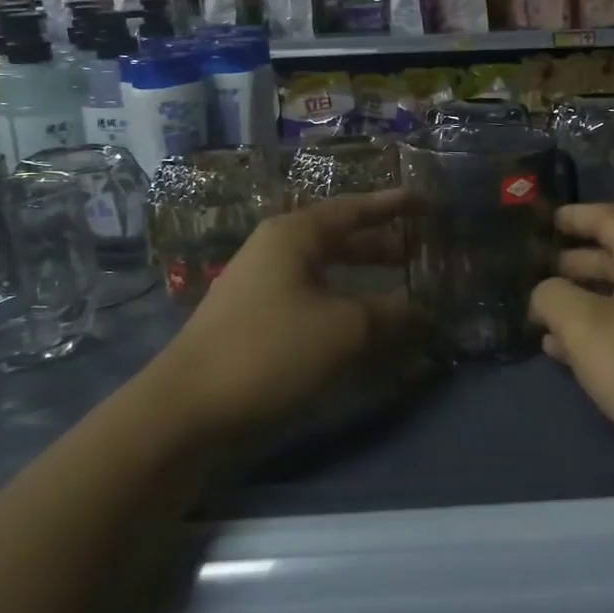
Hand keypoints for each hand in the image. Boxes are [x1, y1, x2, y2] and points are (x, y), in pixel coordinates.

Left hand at [159, 190, 411, 439]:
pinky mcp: (258, 326)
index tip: (425, 202)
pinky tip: (367, 336)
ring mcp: (263, 291)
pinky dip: (343, 314)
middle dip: (381, 248)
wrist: (188, 411)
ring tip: (402, 296)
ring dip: (364, 285)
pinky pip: (313, 307)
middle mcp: (277, 254)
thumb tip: (423, 310)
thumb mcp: (343, 329)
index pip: (352, 209)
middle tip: (419, 255)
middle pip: (339, 241)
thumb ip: (389, 314)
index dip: (391, 205)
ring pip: (327, 278)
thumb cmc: (271, 350)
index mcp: (294, 236)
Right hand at [530, 204, 613, 514]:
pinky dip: (595, 335)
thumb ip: (553, 298)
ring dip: (578, 303)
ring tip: (535, 313)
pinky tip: (561, 352)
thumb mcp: (587, 327)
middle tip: (527, 270)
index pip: (606, 217)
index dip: (572, 216)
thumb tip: (544, 291)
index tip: (540, 219)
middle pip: (611, 257)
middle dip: (569, 263)